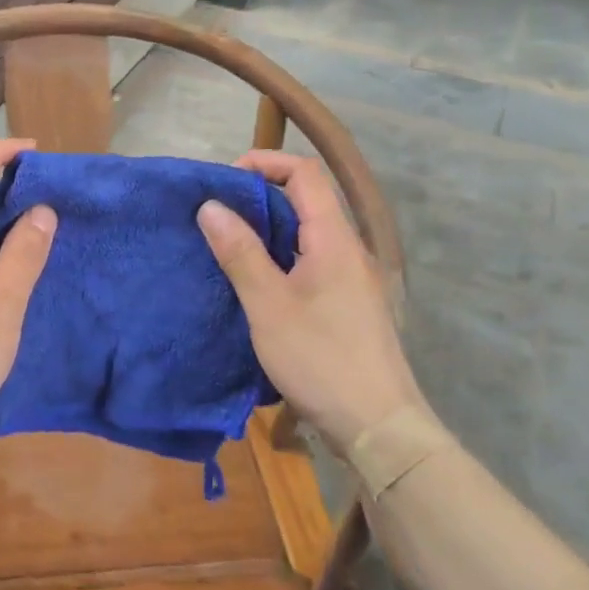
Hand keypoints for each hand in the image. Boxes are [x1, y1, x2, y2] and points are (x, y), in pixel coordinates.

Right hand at [197, 150, 422, 450]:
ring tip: (228, 246)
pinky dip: (282, 258)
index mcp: (334, 240)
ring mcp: (353, 279)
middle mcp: (349, 250)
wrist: (377, 426)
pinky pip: (313, 262)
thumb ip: (240, 253)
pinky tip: (257, 283)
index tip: (225, 179)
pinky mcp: (350, 305)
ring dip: (269, 230)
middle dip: (260, 197)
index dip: (265, 163)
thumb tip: (211, 206)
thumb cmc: (320, 359)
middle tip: (217, 215)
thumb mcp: (268, 305)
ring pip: (309, 235)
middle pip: (308, 201)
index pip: (305, 174)